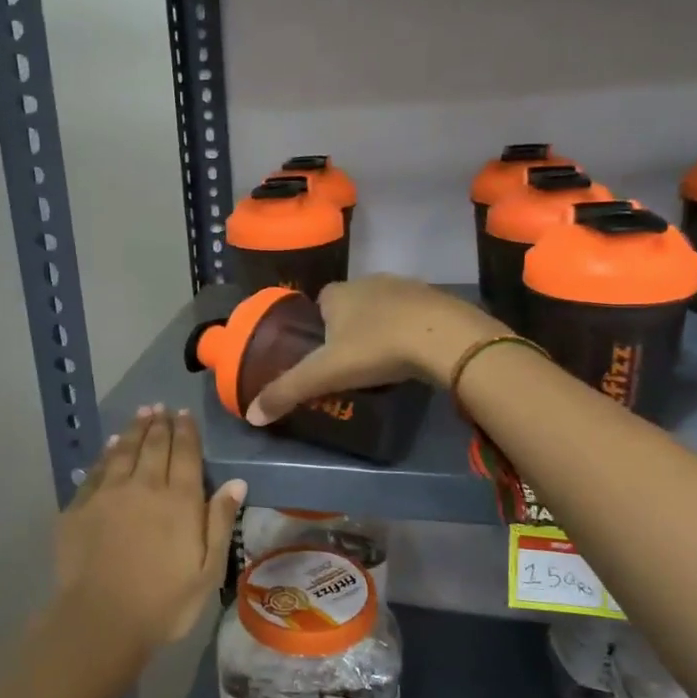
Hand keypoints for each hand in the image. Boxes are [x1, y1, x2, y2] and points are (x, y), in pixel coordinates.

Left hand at [54, 406, 246, 651]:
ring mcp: (108, 494)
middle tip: (161, 407)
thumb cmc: (164, 602)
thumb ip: (220, 522)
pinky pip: (97, 470)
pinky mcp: (80, 506)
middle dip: (160, 423)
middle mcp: (144, 486)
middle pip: (154, 445)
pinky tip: (111, 445)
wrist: (101, 620)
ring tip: (141, 413)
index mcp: (179, 500)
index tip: (184, 414)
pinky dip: (107, 453)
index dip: (186, 431)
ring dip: (134, 430)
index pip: (185, 454)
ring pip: (124, 451)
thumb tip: (236, 481)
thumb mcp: (208, 570)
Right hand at [247, 275, 501, 425]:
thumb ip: (287, 391)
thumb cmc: (377, 348)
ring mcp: (407, 287)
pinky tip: (415, 355)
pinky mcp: (438, 300)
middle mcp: (369, 281)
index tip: (323, 355)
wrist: (445, 337)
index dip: (318, 327)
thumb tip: (251, 415)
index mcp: (338, 293)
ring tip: (384, 361)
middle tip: (353, 363)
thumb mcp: (325, 374)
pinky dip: (411, 331)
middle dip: (350, 328)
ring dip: (382, 328)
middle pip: (351, 305)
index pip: (319, 304)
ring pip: (384, 308)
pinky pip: (415, 315)